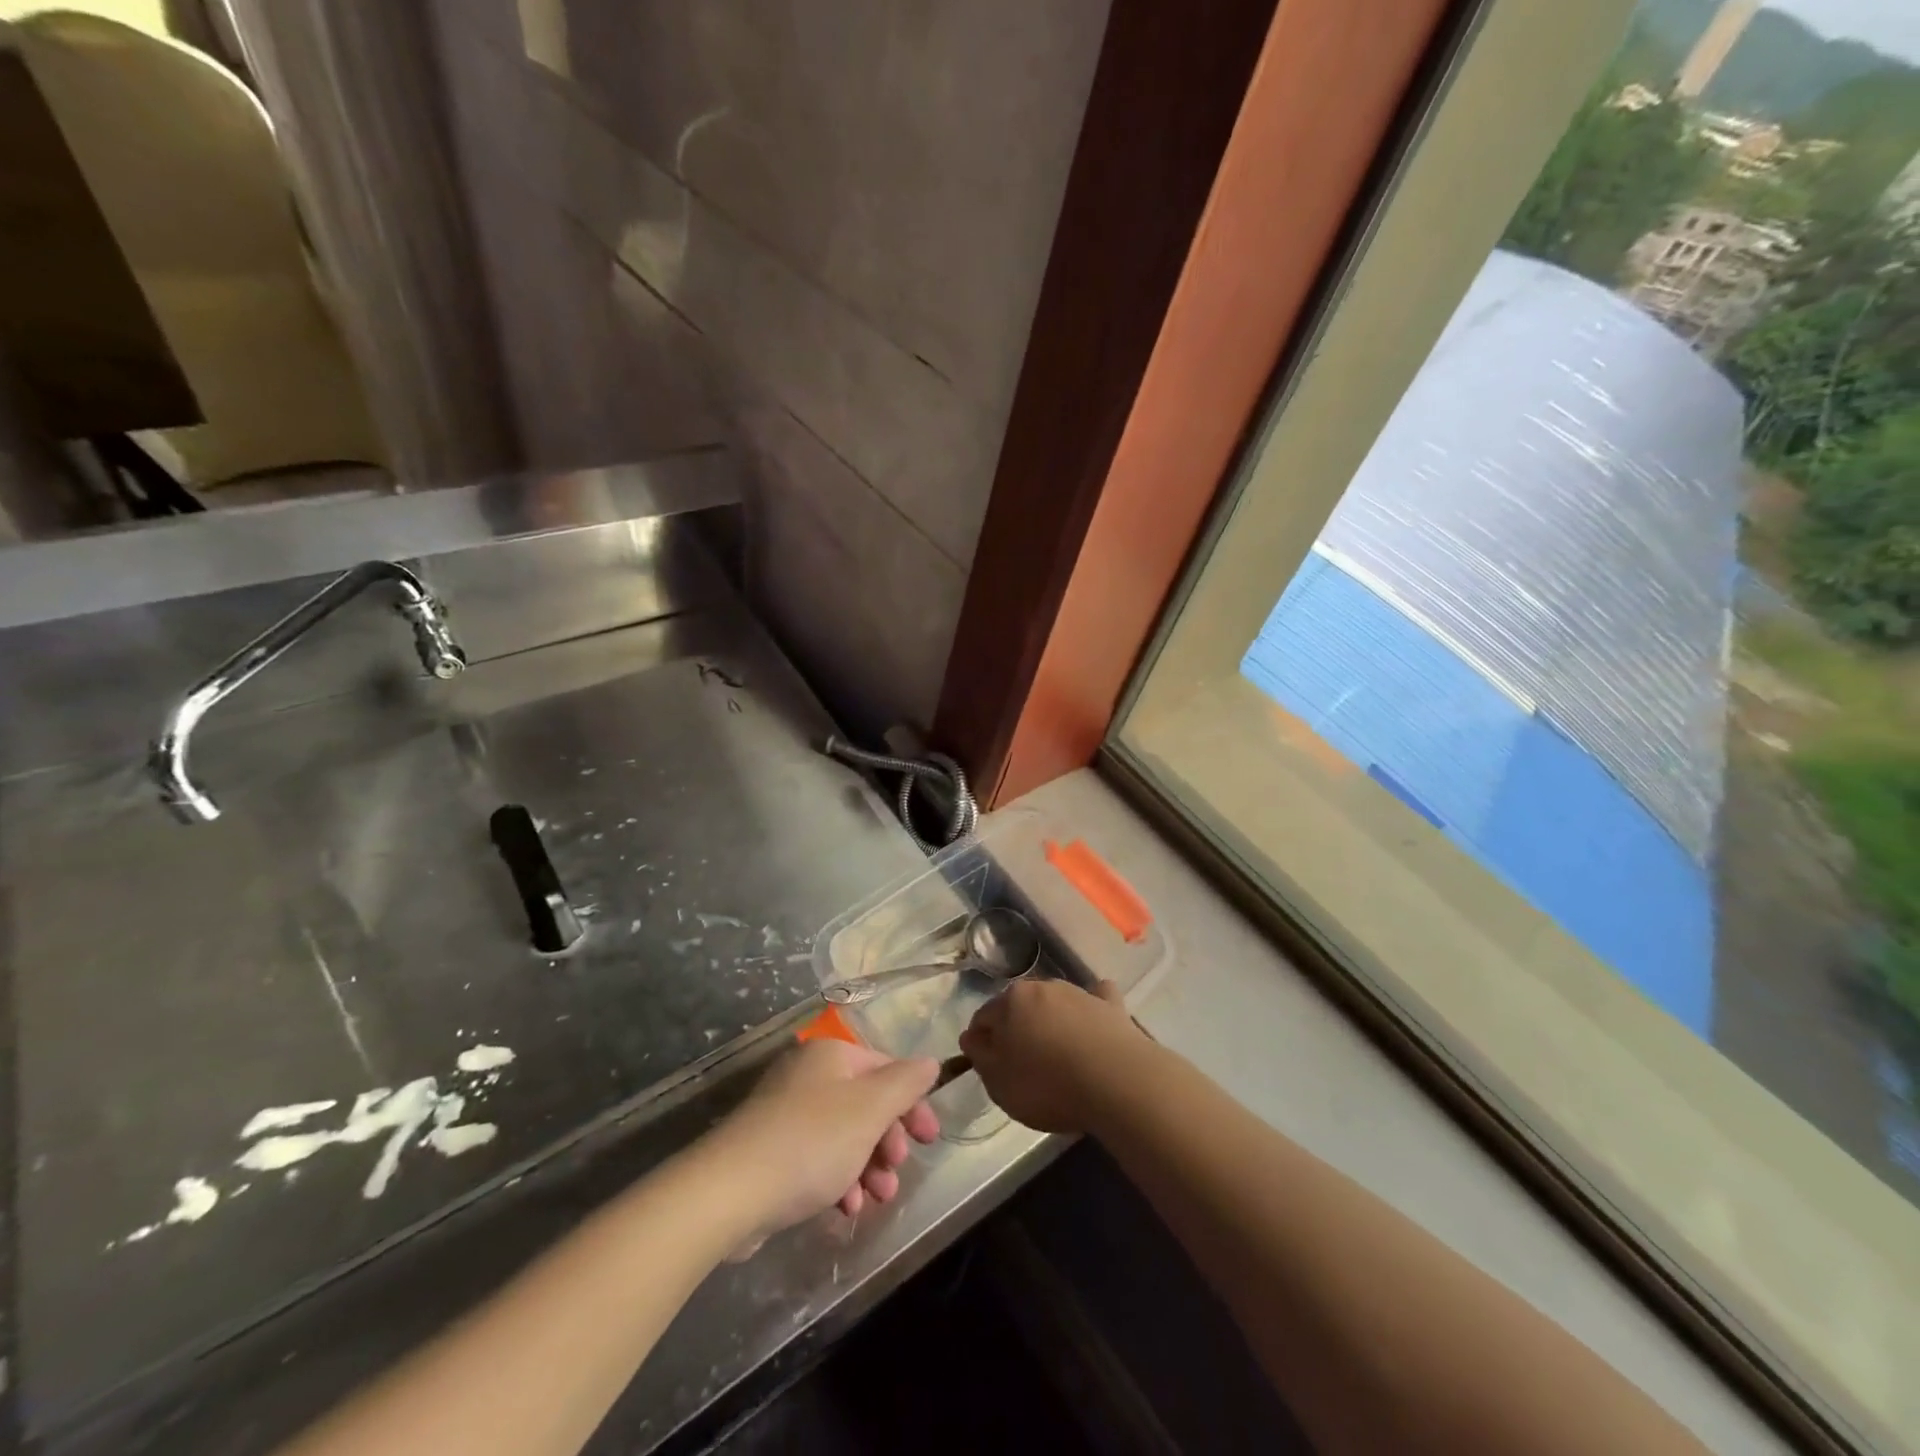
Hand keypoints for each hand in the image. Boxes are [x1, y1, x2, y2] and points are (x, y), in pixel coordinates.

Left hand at [708, 1040, 939, 1244]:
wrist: (729, 1191)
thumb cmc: (811, 1142)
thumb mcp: (870, 1109)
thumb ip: (906, 1083)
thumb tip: (929, 1062)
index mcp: (832, 1055)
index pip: (887, 1069)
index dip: (913, 1103)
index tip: (929, 1140)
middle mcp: (809, 1075)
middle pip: (866, 1103)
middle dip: (888, 1141)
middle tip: (897, 1171)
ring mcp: (786, 1112)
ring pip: (844, 1135)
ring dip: (868, 1167)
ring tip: (877, 1199)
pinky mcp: (771, 1150)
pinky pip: (818, 1158)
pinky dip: (838, 1179)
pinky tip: (845, 1209)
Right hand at [959, 978, 1149, 1133]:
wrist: (1115, 1081)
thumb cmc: (1047, 1084)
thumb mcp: (998, 1082)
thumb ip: (980, 1055)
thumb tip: (972, 1036)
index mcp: (1009, 1001)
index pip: (983, 1017)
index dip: (981, 1042)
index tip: (987, 1066)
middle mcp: (1042, 987)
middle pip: (1019, 1006)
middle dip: (1016, 1028)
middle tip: (1021, 1064)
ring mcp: (1079, 993)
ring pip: (1055, 1004)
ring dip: (1051, 1022)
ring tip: (1058, 1056)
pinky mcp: (1110, 1005)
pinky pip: (1096, 1000)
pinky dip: (1091, 1009)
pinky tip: (1094, 1023)